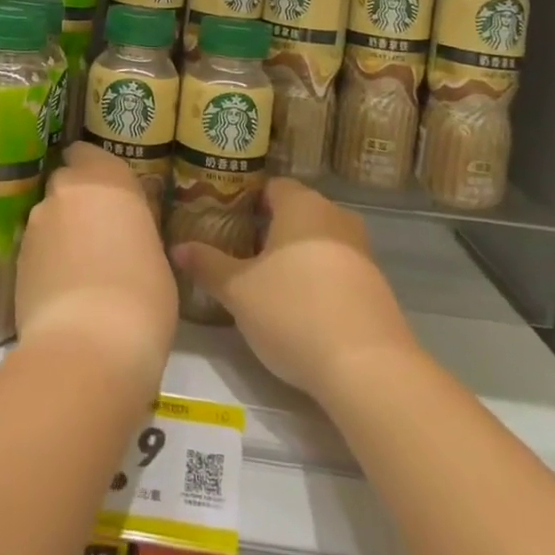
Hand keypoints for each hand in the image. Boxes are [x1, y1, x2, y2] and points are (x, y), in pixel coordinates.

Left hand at [16, 143, 177, 396]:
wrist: (89, 345)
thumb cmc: (143, 295)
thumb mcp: (156, 254)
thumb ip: (134, 228)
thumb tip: (124, 232)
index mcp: (106, 178)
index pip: (86, 152)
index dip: (93, 170)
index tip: (106, 193)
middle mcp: (66, 189)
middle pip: (65, 183)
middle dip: (76, 201)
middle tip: (97, 233)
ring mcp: (36, 223)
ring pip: (48, 216)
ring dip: (60, 232)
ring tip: (80, 270)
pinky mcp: (16, 258)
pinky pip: (35, 248)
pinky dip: (46, 260)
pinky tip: (63, 290)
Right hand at [172, 177, 419, 403]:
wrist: (368, 368)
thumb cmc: (294, 311)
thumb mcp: (238, 291)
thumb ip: (207, 265)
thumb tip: (177, 248)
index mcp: (302, 205)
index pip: (271, 186)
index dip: (246, 200)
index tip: (224, 221)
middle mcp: (335, 217)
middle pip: (296, 212)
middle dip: (269, 229)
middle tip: (238, 252)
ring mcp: (361, 251)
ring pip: (318, 241)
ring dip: (295, 256)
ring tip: (265, 281)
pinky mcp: (376, 285)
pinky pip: (337, 268)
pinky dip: (317, 278)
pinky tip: (300, 307)